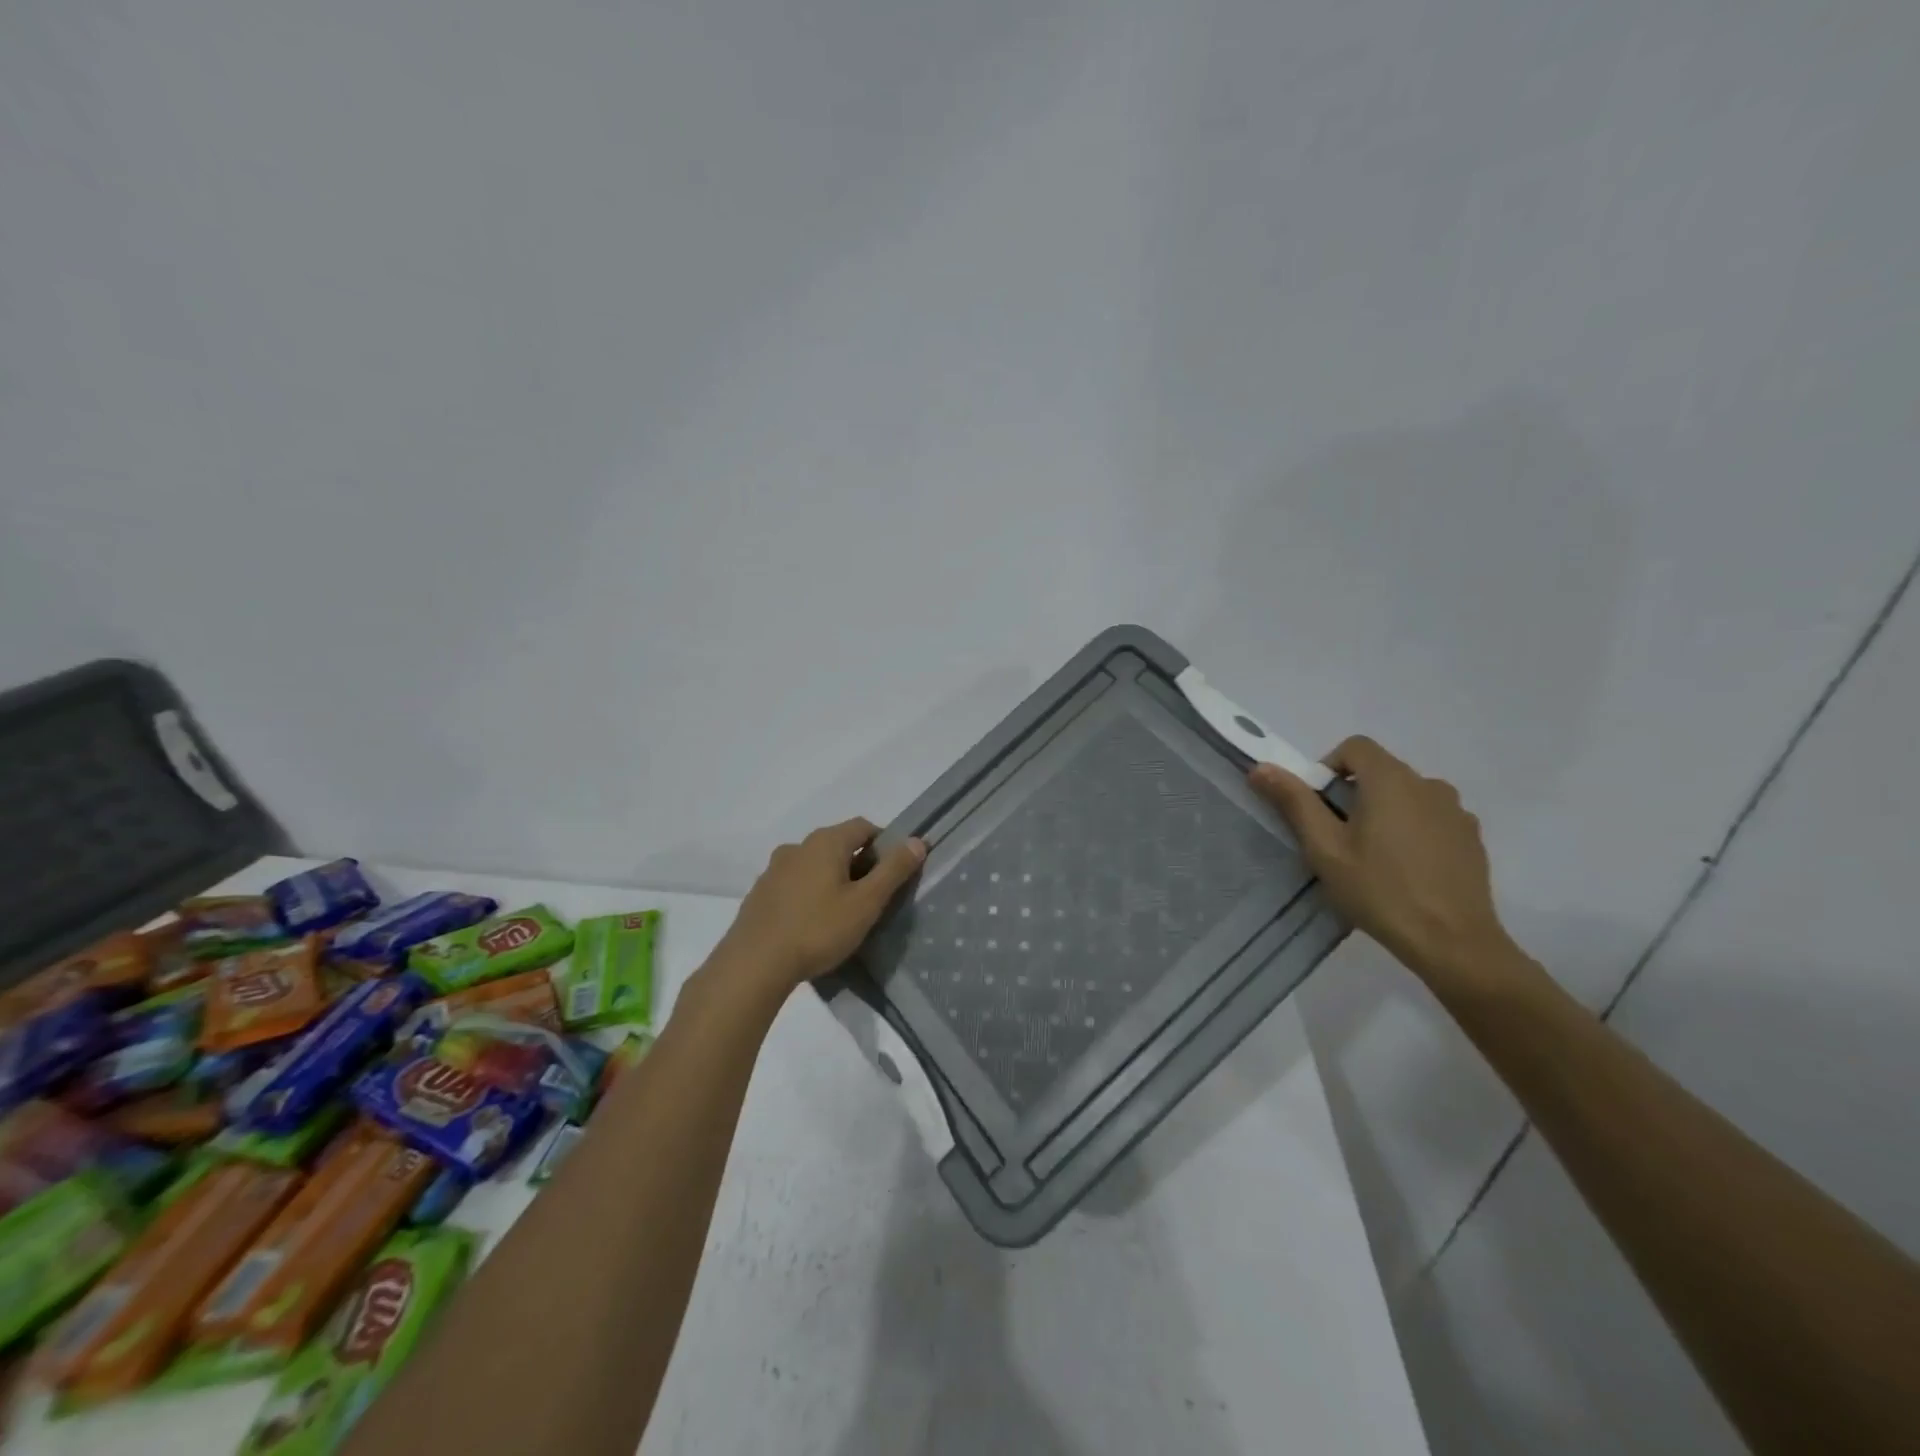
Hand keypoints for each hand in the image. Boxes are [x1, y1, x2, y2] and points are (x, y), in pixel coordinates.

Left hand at [716, 818, 927, 992]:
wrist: (754, 964)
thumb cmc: (818, 929)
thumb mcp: (866, 903)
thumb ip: (894, 870)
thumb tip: (918, 841)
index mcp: (825, 842)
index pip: (864, 826)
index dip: (885, 844)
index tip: (894, 873)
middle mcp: (798, 846)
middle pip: (838, 844)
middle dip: (859, 864)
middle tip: (873, 897)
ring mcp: (774, 869)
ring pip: (814, 865)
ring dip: (832, 879)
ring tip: (842, 913)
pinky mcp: (760, 893)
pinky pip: (794, 884)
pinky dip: (809, 894)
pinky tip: (812, 923)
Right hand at [1249, 737, 1515, 985]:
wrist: (1453, 942)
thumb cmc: (1379, 890)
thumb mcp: (1324, 848)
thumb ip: (1294, 802)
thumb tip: (1261, 767)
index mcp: (1391, 780)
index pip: (1355, 747)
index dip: (1329, 766)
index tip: (1319, 805)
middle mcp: (1428, 784)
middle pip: (1381, 770)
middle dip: (1354, 793)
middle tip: (1339, 838)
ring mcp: (1456, 811)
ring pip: (1408, 795)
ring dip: (1385, 811)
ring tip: (1374, 856)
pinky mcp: (1471, 838)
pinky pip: (1432, 818)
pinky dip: (1413, 830)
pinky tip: (1406, 869)